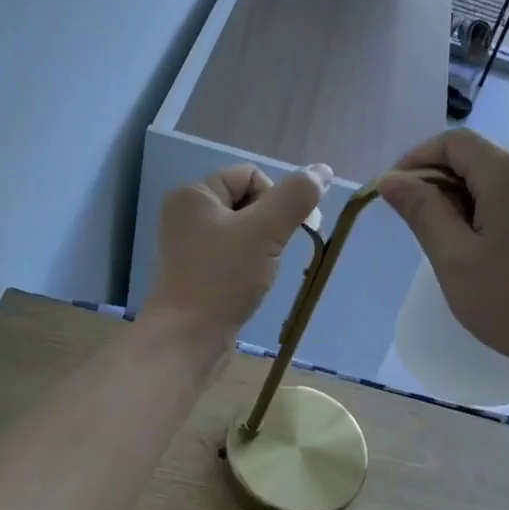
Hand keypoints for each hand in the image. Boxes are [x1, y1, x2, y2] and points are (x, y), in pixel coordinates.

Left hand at [144, 163, 331, 346]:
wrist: (187, 338)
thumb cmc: (223, 278)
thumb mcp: (266, 230)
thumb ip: (296, 197)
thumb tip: (322, 171)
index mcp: (194, 193)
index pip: (251, 175)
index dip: (273, 200)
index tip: (275, 233)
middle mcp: (186, 213)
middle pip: (247, 202)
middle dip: (268, 226)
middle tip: (267, 255)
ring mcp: (188, 245)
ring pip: (243, 232)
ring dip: (261, 249)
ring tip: (256, 274)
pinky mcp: (194, 273)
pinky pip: (232, 256)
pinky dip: (246, 267)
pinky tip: (246, 287)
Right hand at [379, 129, 508, 384]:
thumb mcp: (454, 257)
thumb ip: (422, 212)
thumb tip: (392, 180)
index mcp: (508, 173)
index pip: (454, 142)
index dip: (416, 160)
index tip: (392, 195)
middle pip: (475, 159)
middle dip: (436, 183)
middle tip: (414, 227)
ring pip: (495, 184)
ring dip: (460, 203)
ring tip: (444, 247)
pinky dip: (485, 217)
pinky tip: (479, 257)